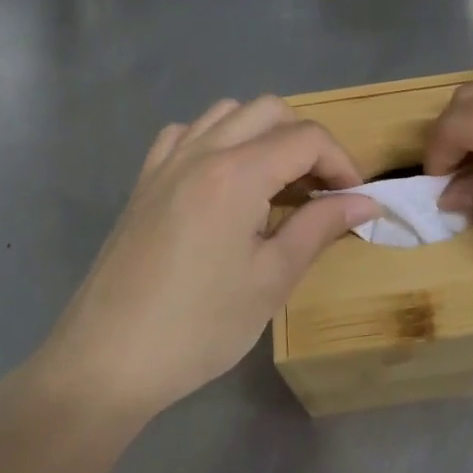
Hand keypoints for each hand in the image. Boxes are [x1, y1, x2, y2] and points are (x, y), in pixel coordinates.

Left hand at [29, 97, 380, 420]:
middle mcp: (201, 151)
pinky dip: (216, 140)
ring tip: (276, 182)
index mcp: (236, 173)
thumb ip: (320, 227)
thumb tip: (366, 202)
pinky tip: (222, 180)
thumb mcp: (272, 279)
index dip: (341, 162)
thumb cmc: (199, 326)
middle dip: (306, 140)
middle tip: (320, 189)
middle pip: (269, 110)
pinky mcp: (144, 182)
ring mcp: (166, 163)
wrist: (106, 362)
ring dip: (263, 133)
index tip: (353, 199)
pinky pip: (185, 134)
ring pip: (226, 113)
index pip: (306, 138)